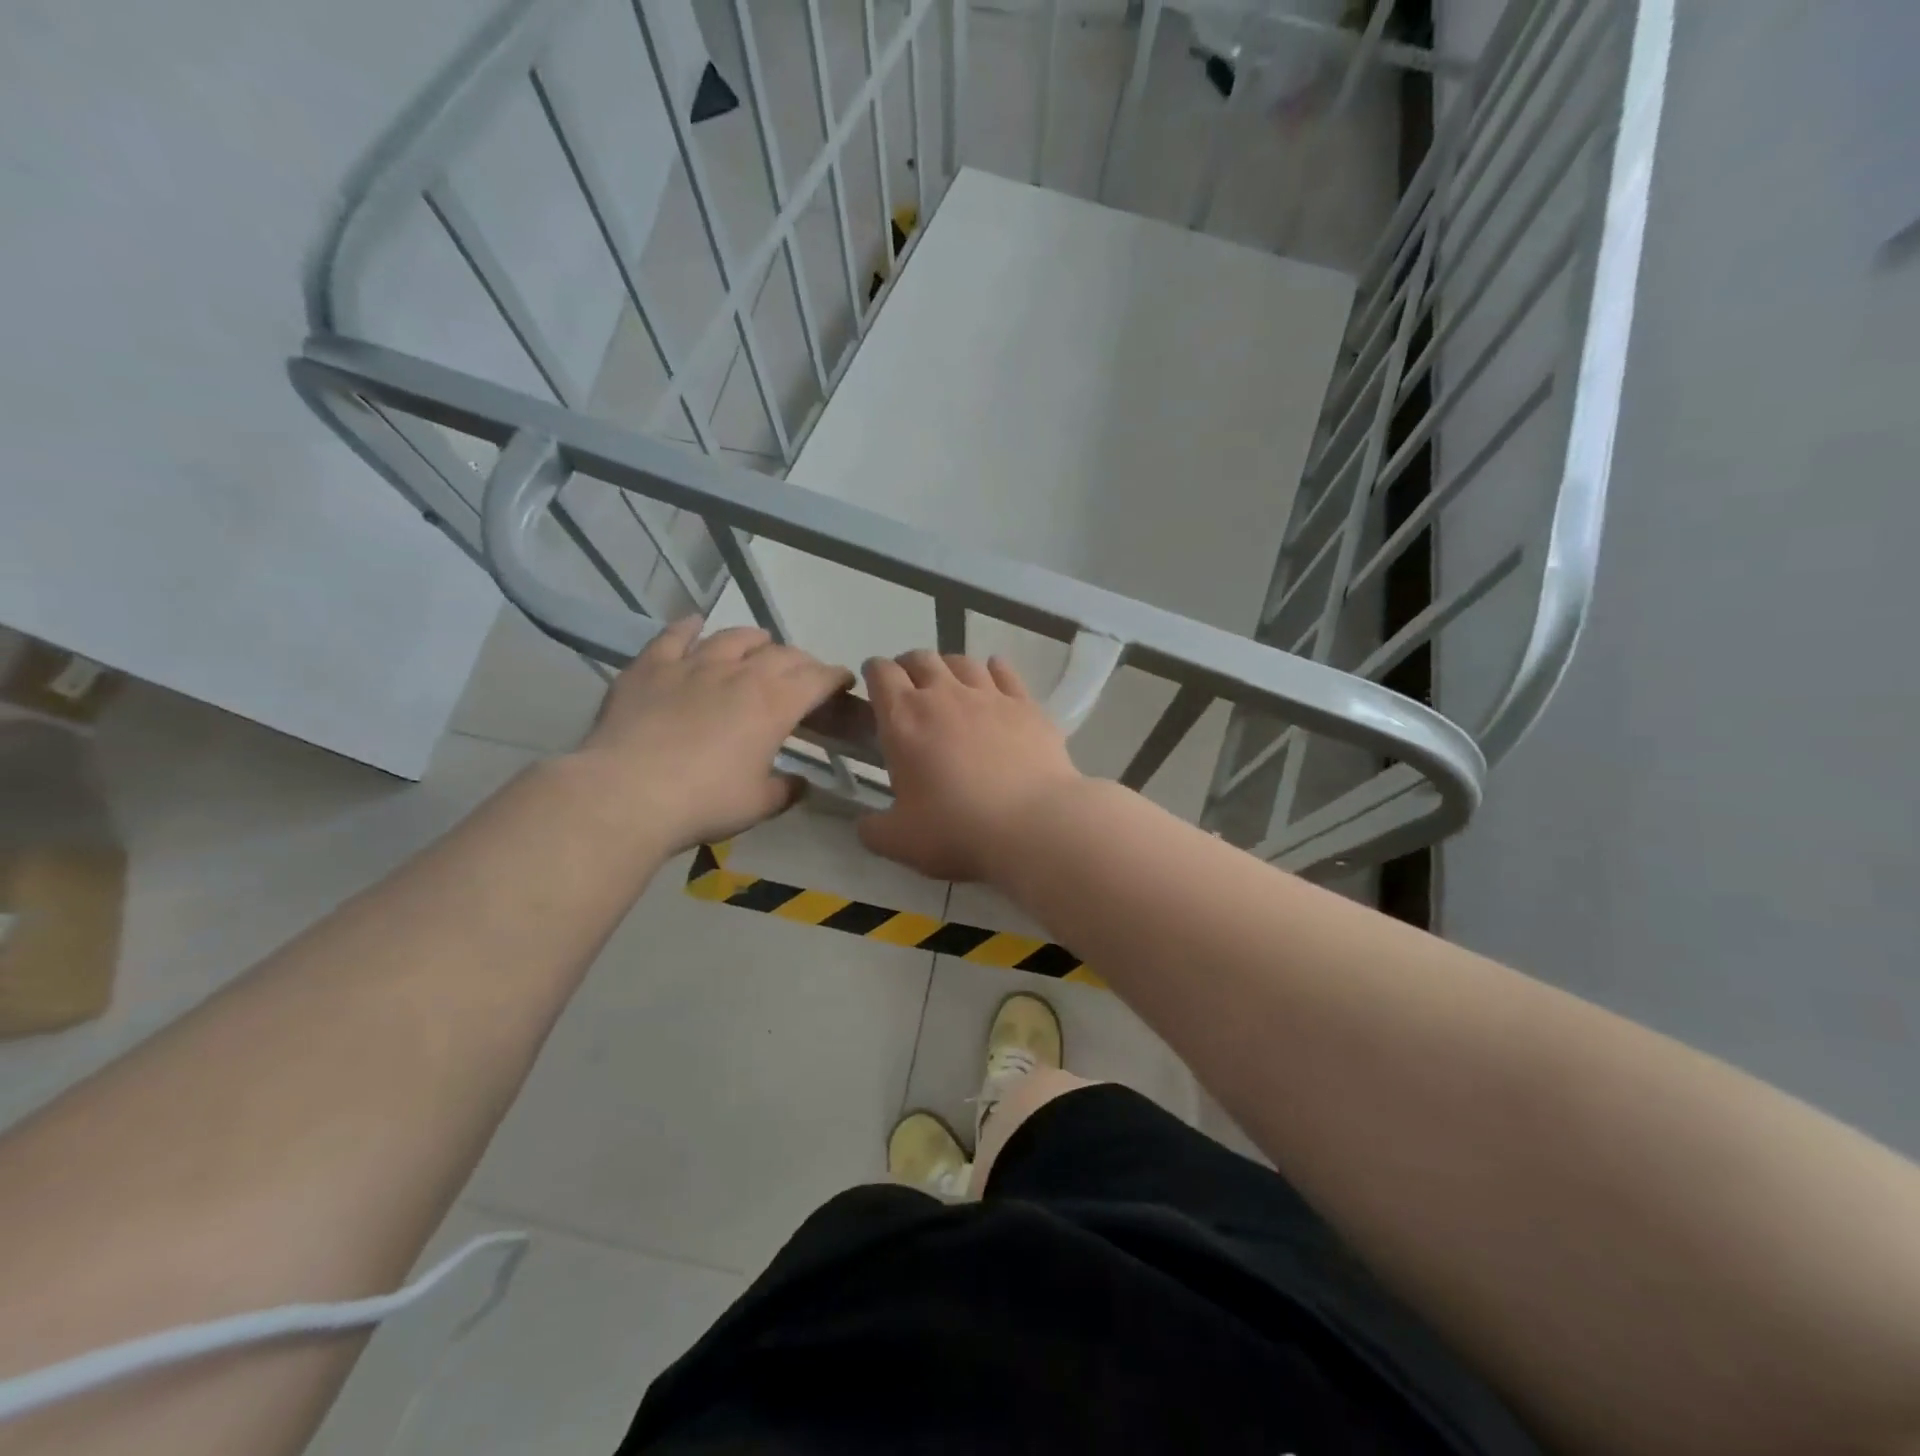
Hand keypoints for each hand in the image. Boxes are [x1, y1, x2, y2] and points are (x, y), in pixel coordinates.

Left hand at [573, 617, 853, 851]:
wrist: (626, 793)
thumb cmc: (703, 802)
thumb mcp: (758, 805)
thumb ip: (785, 790)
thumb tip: (799, 783)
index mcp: (774, 704)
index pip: (818, 679)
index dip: (835, 677)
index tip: (843, 682)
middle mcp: (740, 673)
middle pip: (782, 654)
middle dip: (801, 661)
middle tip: (804, 675)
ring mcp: (694, 664)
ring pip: (734, 637)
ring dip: (755, 639)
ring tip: (760, 644)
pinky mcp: (652, 666)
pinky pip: (676, 636)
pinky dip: (691, 627)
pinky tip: (695, 624)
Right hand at [857, 651, 1082, 882]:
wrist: (1032, 825)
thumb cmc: (957, 830)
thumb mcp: (899, 841)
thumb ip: (873, 829)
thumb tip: (865, 824)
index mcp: (904, 719)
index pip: (880, 673)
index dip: (873, 673)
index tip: (874, 686)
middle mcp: (944, 694)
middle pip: (921, 659)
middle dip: (909, 667)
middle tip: (910, 689)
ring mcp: (989, 695)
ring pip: (962, 661)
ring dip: (949, 667)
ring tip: (950, 685)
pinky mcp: (1026, 704)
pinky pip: (1005, 672)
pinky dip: (994, 670)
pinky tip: (994, 678)